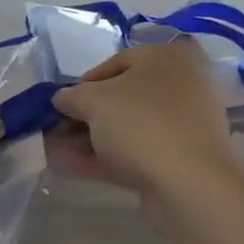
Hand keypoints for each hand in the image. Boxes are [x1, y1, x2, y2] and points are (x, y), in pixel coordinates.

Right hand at [50, 41, 236, 197]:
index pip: (117, 62)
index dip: (84, 82)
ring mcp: (183, 126)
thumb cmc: (141, 123)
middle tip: (56, 129)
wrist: (190, 185)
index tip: (62, 103)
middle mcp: (181, 86)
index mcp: (167, 58)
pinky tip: (68, 167)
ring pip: (128, 128)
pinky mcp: (180, 160)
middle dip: (85, 115)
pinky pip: (136, 152)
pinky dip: (104, 157)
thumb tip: (62, 98)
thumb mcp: (94, 101)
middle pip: (123, 97)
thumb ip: (72, 96)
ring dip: (90, 138)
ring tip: (54, 150)